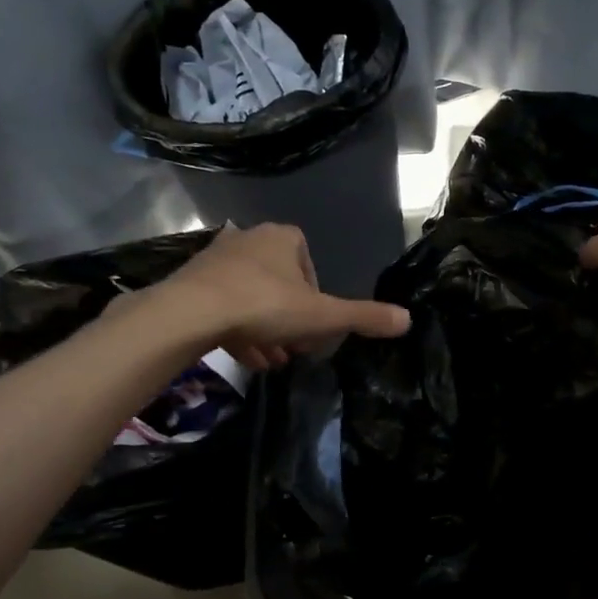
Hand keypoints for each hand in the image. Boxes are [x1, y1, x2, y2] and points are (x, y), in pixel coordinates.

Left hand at [152, 223, 409, 369]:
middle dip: (289, 317)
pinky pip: (223, 305)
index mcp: (283, 238)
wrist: (190, 313)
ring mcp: (216, 259)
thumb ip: (363, 317)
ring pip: (250, 296)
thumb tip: (407, 319)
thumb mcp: (322, 316)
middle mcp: (249, 239)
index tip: (316, 323)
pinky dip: (238, 330)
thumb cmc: (264, 305)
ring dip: (265, 328)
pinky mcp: (191, 281)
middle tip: (295, 347)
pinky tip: (247, 358)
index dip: (316, 295)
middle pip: (279, 281)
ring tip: (272, 360)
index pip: (308, 261)